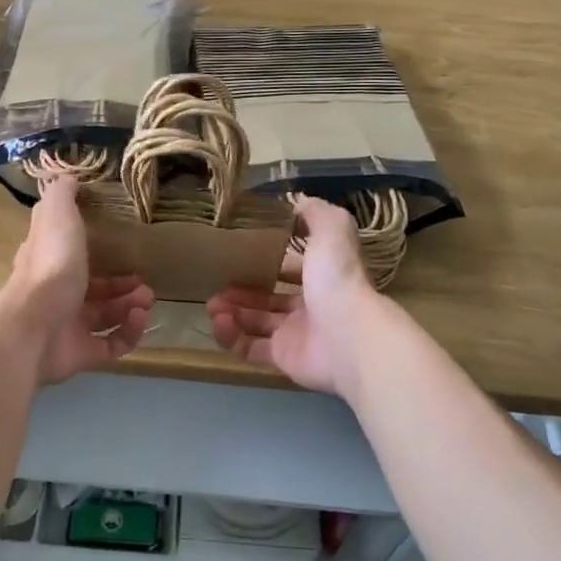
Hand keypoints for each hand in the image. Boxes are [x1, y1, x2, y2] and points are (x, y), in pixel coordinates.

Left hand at [1, 175, 154, 384]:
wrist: (34, 328)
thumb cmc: (50, 268)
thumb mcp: (57, 217)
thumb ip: (62, 195)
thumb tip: (67, 175)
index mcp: (51, 262)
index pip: (73, 253)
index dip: (98, 249)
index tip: (124, 245)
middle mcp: (59, 294)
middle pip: (96, 289)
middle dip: (124, 285)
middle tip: (145, 282)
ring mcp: (69, 326)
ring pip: (107, 315)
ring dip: (130, 306)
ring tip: (146, 300)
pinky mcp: (81, 353)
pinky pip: (112, 345)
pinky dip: (129, 333)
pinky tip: (139, 320)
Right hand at [207, 197, 383, 394]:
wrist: (348, 336)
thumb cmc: (337, 280)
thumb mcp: (331, 231)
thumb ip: (316, 214)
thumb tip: (299, 201)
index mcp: (321, 278)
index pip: (291, 269)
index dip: (267, 262)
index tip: (240, 255)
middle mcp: (309, 307)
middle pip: (269, 298)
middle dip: (242, 292)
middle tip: (217, 286)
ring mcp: (295, 335)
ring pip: (256, 323)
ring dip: (232, 313)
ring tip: (212, 305)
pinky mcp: (282, 359)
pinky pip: (250, 348)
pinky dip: (231, 337)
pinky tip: (218, 324)